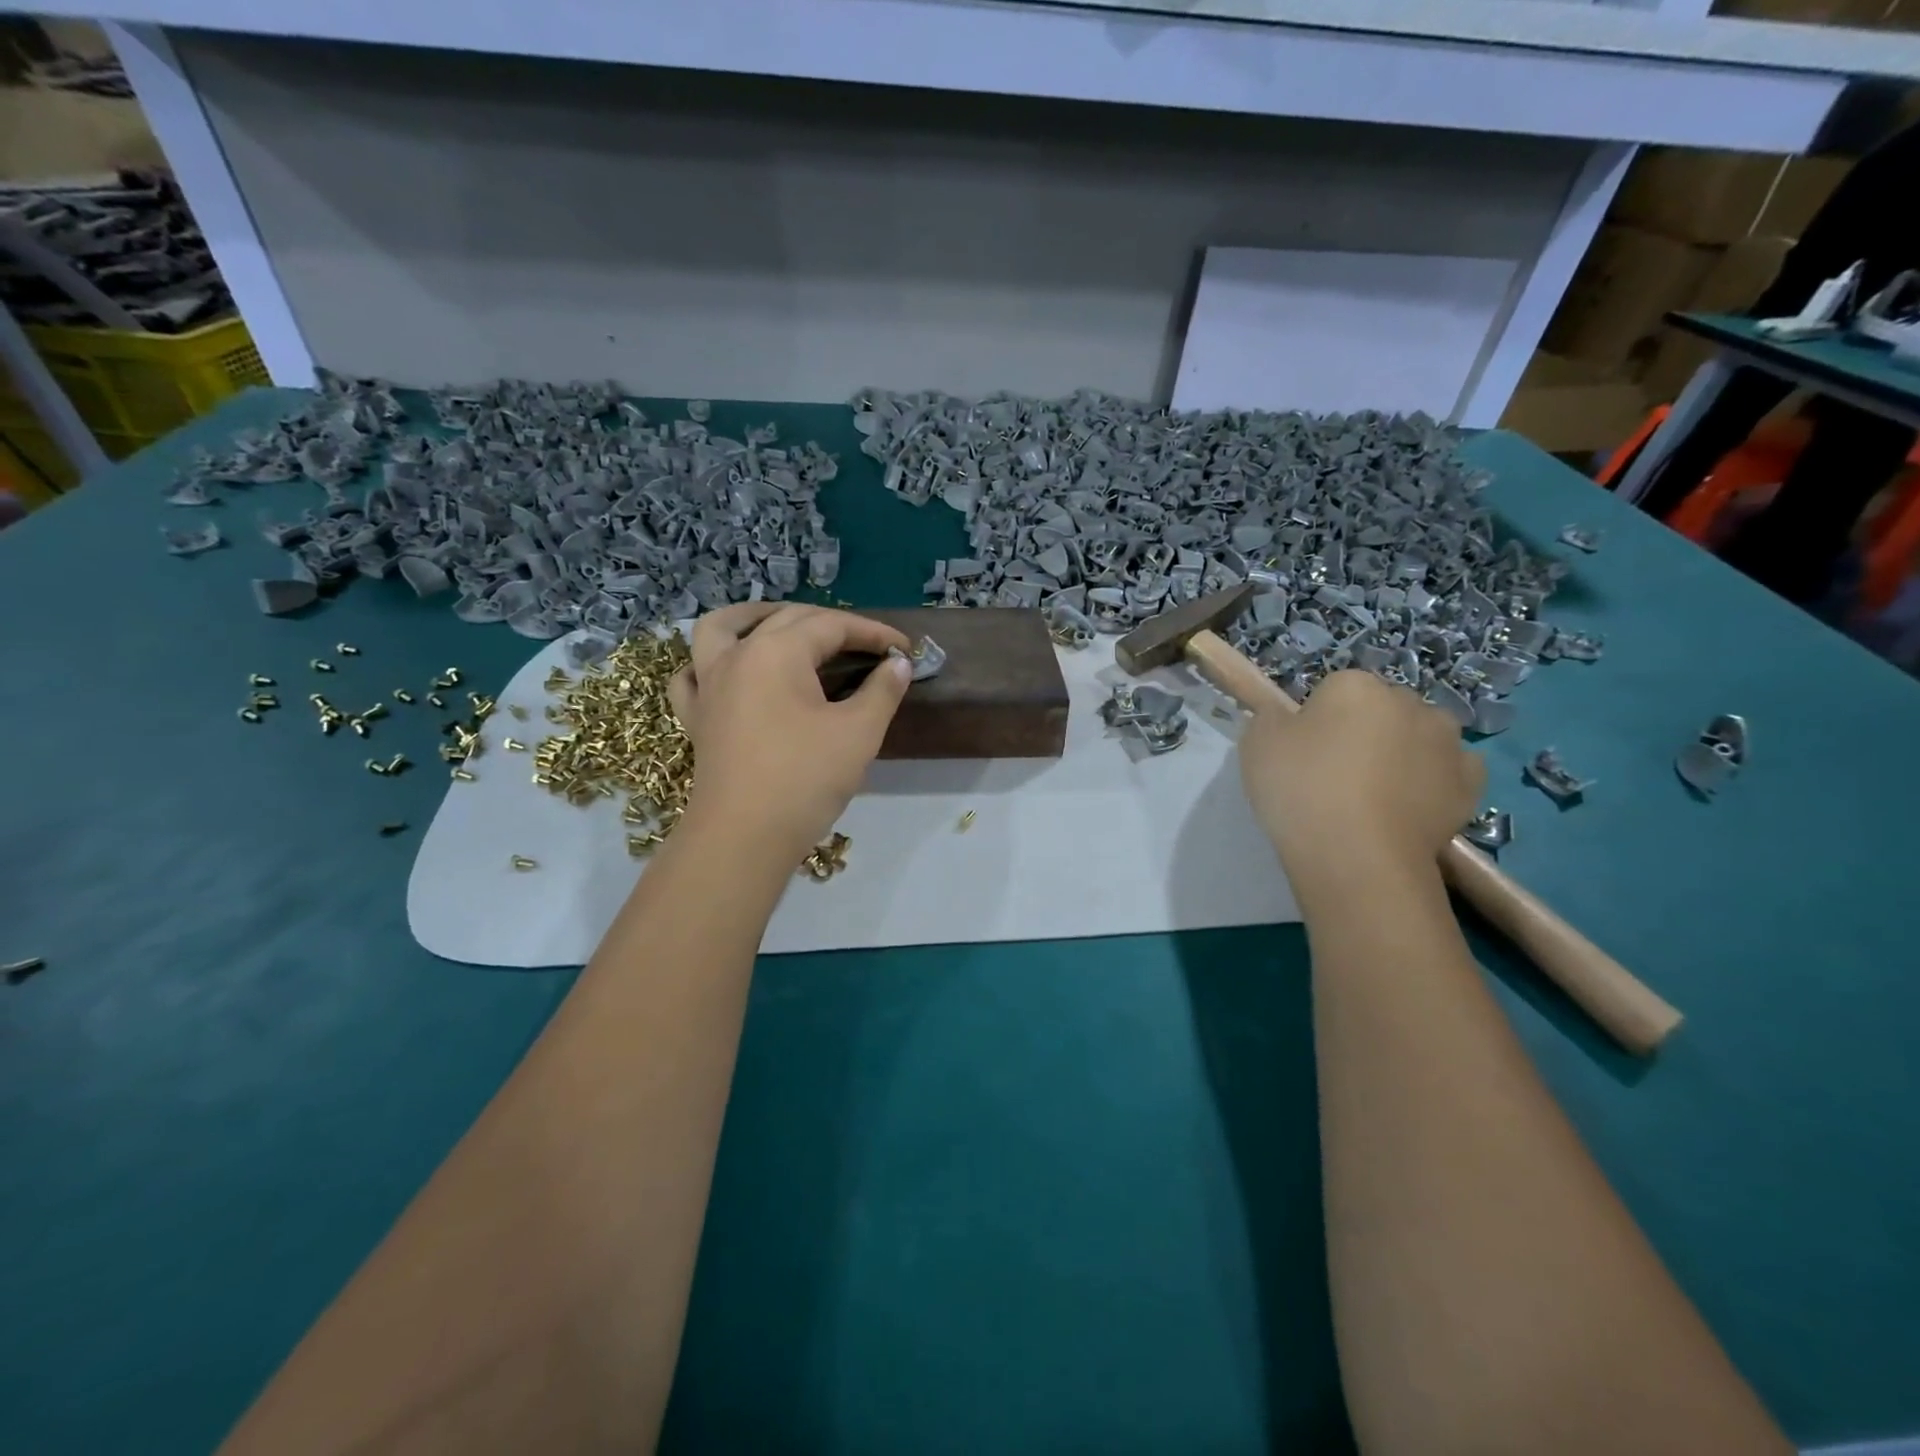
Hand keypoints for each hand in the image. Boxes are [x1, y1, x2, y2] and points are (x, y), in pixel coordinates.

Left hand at [668, 603, 912, 862]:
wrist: (743, 838)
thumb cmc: (804, 780)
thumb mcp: (858, 733)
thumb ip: (882, 691)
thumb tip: (898, 665)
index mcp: (776, 652)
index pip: (832, 625)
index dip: (873, 633)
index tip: (905, 649)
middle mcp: (736, 656)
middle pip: (786, 620)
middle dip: (832, 625)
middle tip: (868, 647)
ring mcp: (708, 685)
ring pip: (720, 629)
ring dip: (754, 618)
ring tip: (782, 624)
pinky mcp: (696, 717)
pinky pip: (693, 674)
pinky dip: (709, 663)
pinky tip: (729, 672)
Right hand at [1239, 669, 1483, 892]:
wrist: (1357, 855)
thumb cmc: (1301, 789)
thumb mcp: (1257, 744)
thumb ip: (1272, 719)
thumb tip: (1287, 719)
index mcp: (1355, 685)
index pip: (1333, 691)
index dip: (1316, 721)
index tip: (1303, 754)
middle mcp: (1408, 701)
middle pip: (1380, 710)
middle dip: (1363, 732)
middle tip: (1335, 775)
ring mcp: (1447, 742)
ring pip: (1419, 737)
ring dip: (1403, 753)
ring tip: (1375, 796)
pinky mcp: (1470, 783)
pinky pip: (1449, 771)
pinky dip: (1433, 782)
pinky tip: (1409, 806)